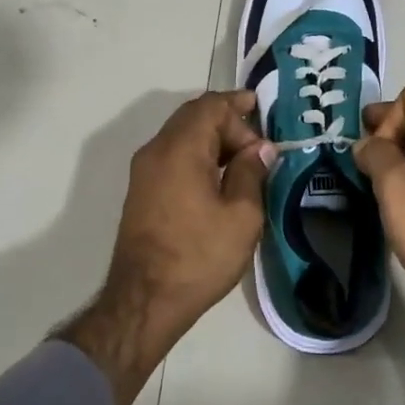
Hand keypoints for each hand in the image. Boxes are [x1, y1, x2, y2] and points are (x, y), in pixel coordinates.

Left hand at [109, 89, 271, 321]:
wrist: (144, 301)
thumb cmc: (198, 256)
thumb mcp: (242, 216)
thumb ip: (252, 172)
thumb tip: (260, 148)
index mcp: (180, 149)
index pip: (210, 105)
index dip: (238, 104)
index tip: (263, 111)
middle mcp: (156, 150)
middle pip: (193, 117)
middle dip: (228, 122)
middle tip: (258, 144)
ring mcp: (144, 171)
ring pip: (181, 136)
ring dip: (213, 140)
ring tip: (245, 161)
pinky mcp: (141, 191)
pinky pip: (172, 156)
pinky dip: (198, 155)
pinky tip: (219, 179)